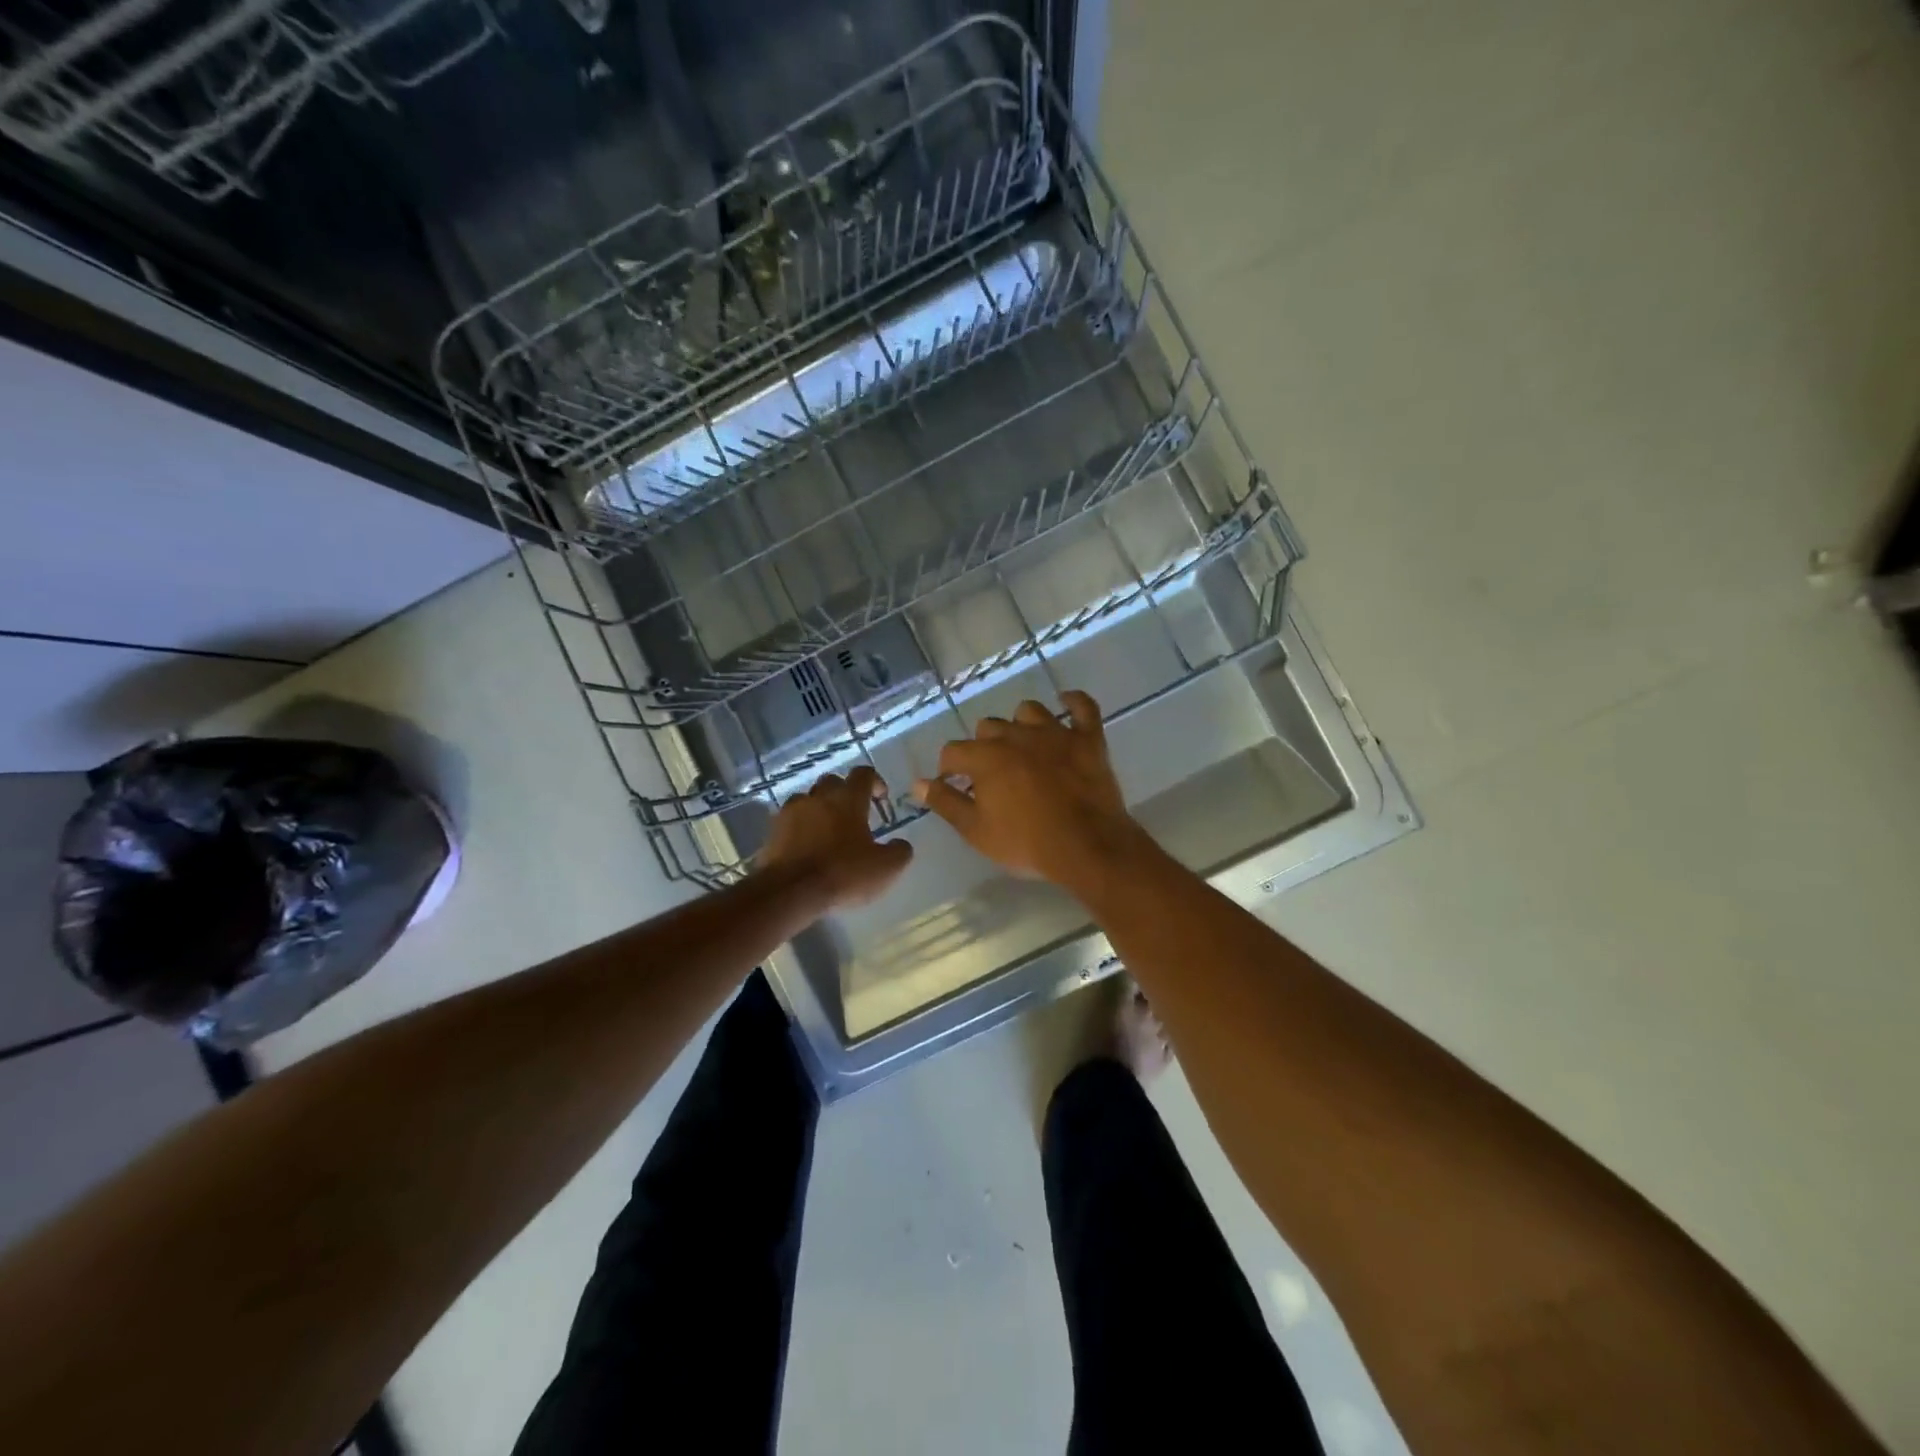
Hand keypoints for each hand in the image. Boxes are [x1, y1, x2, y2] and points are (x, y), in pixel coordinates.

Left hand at [757, 766, 913, 911]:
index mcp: (848, 799)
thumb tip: (901, 844)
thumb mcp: (886, 868)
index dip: (875, 782)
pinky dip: (799, 828)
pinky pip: (789, 821)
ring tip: (826, 831)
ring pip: (807, 799)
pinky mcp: (772, 831)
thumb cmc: (843, 873)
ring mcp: (791, 812)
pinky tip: (805, 848)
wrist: (790, 891)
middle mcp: (818, 797)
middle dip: (844, 793)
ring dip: (818, 809)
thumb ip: (899, 852)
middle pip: (832, 782)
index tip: (881, 798)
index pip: (864, 774)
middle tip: (853, 816)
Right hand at [912, 691, 1148, 893]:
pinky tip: (1067, 702)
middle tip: (991, 774)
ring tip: (1023, 745)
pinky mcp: (1088, 739)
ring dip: (1020, 724)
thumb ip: (946, 802)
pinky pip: (1083, 707)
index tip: (954, 785)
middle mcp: (1016, 735)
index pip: (953, 751)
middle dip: (984, 746)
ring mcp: (1055, 733)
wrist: (1086, 847)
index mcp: (986, 757)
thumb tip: (918, 784)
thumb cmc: (1026, 843)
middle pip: (989, 727)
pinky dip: (1074, 702)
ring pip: (1029, 711)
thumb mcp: (976, 830)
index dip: (949, 769)